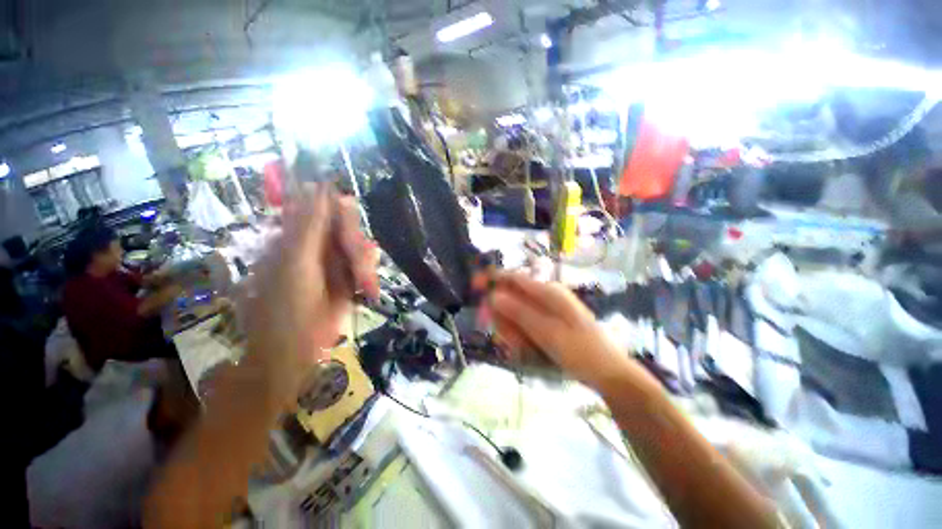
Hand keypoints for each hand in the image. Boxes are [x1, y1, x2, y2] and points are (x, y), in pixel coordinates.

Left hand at [243, 184, 378, 407]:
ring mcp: (333, 262)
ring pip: (360, 246)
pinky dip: (369, 274)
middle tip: (359, 264)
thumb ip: (310, 227)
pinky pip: (365, 265)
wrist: (295, 349)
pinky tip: (369, 287)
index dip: (340, 213)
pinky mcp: (348, 277)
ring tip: (365, 284)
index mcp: (296, 236)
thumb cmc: (287, 307)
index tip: (350, 225)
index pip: (322, 208)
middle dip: (356, 245)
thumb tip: (320, 188)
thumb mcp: (297, 262)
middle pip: (346, 227)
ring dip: (365, 264)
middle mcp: (316, 245)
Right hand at [489, 272, 635, 387]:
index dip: (492, 279)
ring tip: (520, 349)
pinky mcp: (546, 321)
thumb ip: (520, 313)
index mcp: (547, 292)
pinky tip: (525, 349)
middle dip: (502, 316)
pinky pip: (524, 323)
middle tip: (504, 339)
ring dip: (511, 330)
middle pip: (511, 297)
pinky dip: (520, 336)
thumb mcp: (548, 332)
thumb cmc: (581, 350)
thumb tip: (494, 295)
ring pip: (515, 313)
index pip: (513, 277)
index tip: (474, 287)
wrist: (607, 372)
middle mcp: (544, 296)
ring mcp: (545, 309)